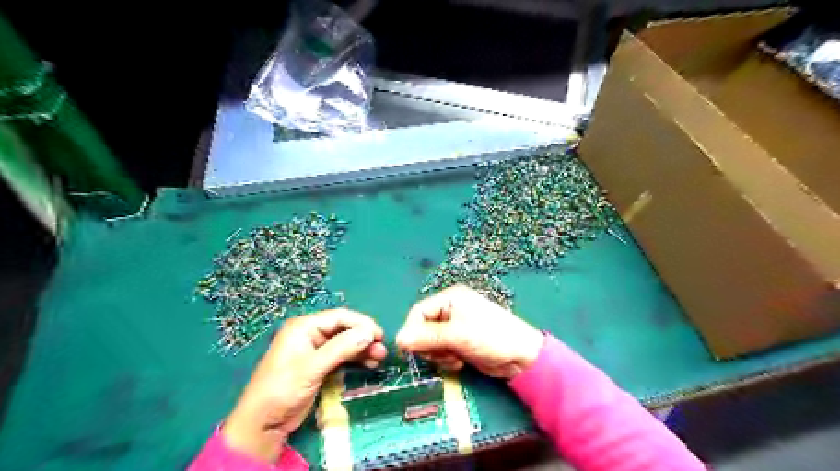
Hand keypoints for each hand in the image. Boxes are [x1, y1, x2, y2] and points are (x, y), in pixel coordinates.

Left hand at [220, 309, 383, 459]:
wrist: (262, 424)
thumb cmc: (282, 389)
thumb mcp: (312, 367)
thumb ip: (341, 348)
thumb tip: (369, 333)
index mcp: (304, 327)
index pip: (339, 317)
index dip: (361, 324)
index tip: (380, 334)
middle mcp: (310, 334)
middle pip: (344, 329)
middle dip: (364, 338)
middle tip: (382, 350)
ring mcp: (315, 350)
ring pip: (345, 343)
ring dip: (362, 349)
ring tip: (380, 358)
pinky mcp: (319, 365)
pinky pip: (342, 356)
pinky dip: (355, 359)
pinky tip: (369, 364)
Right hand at [397, 284, 544, 378]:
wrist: (522, 357)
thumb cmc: (491, 337)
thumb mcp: (457, 336)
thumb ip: (427, 337)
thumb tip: (398, 339)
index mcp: (449, 298)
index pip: (418, 312)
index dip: (412, 331)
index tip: (411, 350)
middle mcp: (450, 309)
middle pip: (422, 328)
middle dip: (429, 345)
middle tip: (443, 355)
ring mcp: (455, 327)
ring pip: (430, 342)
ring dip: (438, 355)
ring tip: (454, 359)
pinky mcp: (459, 342)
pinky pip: (441, 351)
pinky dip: (446, 359)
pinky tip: (459, 362)